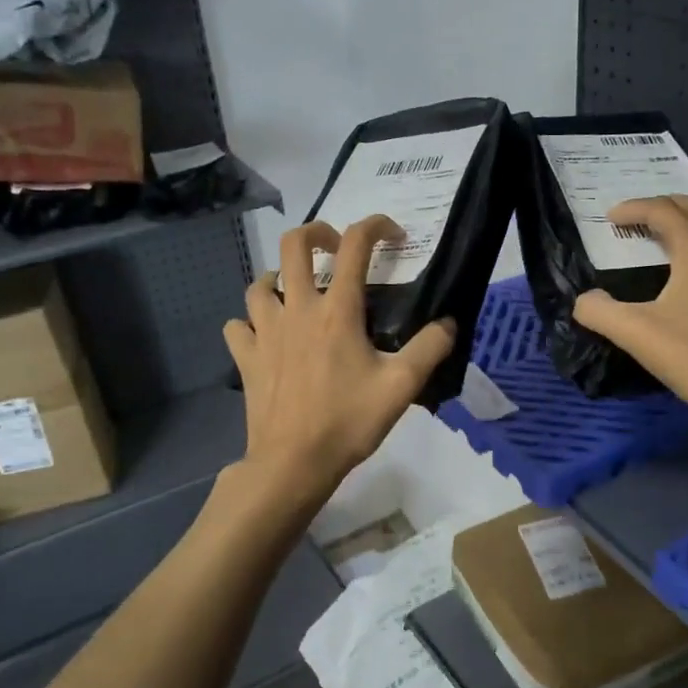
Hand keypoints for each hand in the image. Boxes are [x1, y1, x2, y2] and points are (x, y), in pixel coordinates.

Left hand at [223, 216, 455, 500]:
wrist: (293, 462)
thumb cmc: (348, 422)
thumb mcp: (401, 387)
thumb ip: (429, 349)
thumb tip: (449, 322)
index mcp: (337, 311)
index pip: (355, 245)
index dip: (376, 225)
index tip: (393, 234)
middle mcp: (297, 309)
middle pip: (294, 245)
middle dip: (316, 232)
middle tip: (333, 247)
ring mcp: (264, 332)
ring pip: (259, 283)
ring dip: (279, 277)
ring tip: (295, 292)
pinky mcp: (245, 357)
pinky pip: (238, 325)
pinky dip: (250, 322)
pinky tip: (264, 335)